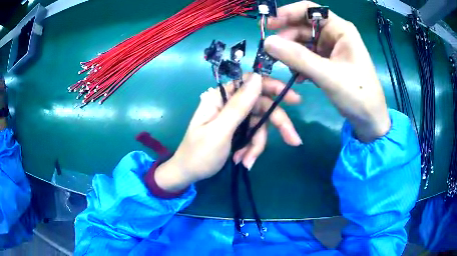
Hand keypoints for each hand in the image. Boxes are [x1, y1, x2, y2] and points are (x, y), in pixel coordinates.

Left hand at [155, 73, 301, 191]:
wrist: (188, 174)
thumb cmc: (199, 153)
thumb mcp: (220, 130)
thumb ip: (239, 105)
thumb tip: (258, 77)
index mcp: (220, 97)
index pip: (251, 83)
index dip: (273, 87)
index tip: (294, 99)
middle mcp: (229, 104)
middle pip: (261, 107)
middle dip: (276, 125)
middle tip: (294, 140)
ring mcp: (234, 118)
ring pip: (259, 125)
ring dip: (257, 145)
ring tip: (246, 161)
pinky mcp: (237, 131)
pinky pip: (253, 136)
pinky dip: (251, 149)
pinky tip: (243, 161)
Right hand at [264, 1, 390, 142]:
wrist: (369, 119)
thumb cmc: (357, 94)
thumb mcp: (328, 75)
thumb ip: (298, 57)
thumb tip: (267, 42)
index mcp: (340, 30)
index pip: (309, 10)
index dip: (287, 13)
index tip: (267, 25)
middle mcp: (334, 35)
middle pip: (303, 27)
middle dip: (287, 39)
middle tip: (271, 53)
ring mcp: (331, 49)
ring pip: (303, 43)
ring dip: (291, 54)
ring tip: (287, 69)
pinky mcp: (328, 62)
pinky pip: (307, 57)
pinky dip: (299, 65)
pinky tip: (297, 77)